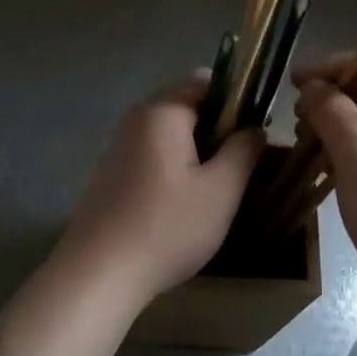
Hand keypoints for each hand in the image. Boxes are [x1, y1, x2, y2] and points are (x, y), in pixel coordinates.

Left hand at [58, 79, 264, 302]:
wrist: (98, 274)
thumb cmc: (167, 227)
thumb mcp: (221, 190)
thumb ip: (244, 151)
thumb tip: (255, 128)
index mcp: (162, 112)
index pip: (207, 82)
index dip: (238, 100)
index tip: (258, 131)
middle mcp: (136, 118)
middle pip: (188, 106)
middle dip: (219, 127)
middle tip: (244, 163)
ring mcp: (119, 145)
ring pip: (171, 133)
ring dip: (198, 149)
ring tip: (220, 185)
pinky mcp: (112, 172)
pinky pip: (154, 153)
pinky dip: (176, 165)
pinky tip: (186, 200)